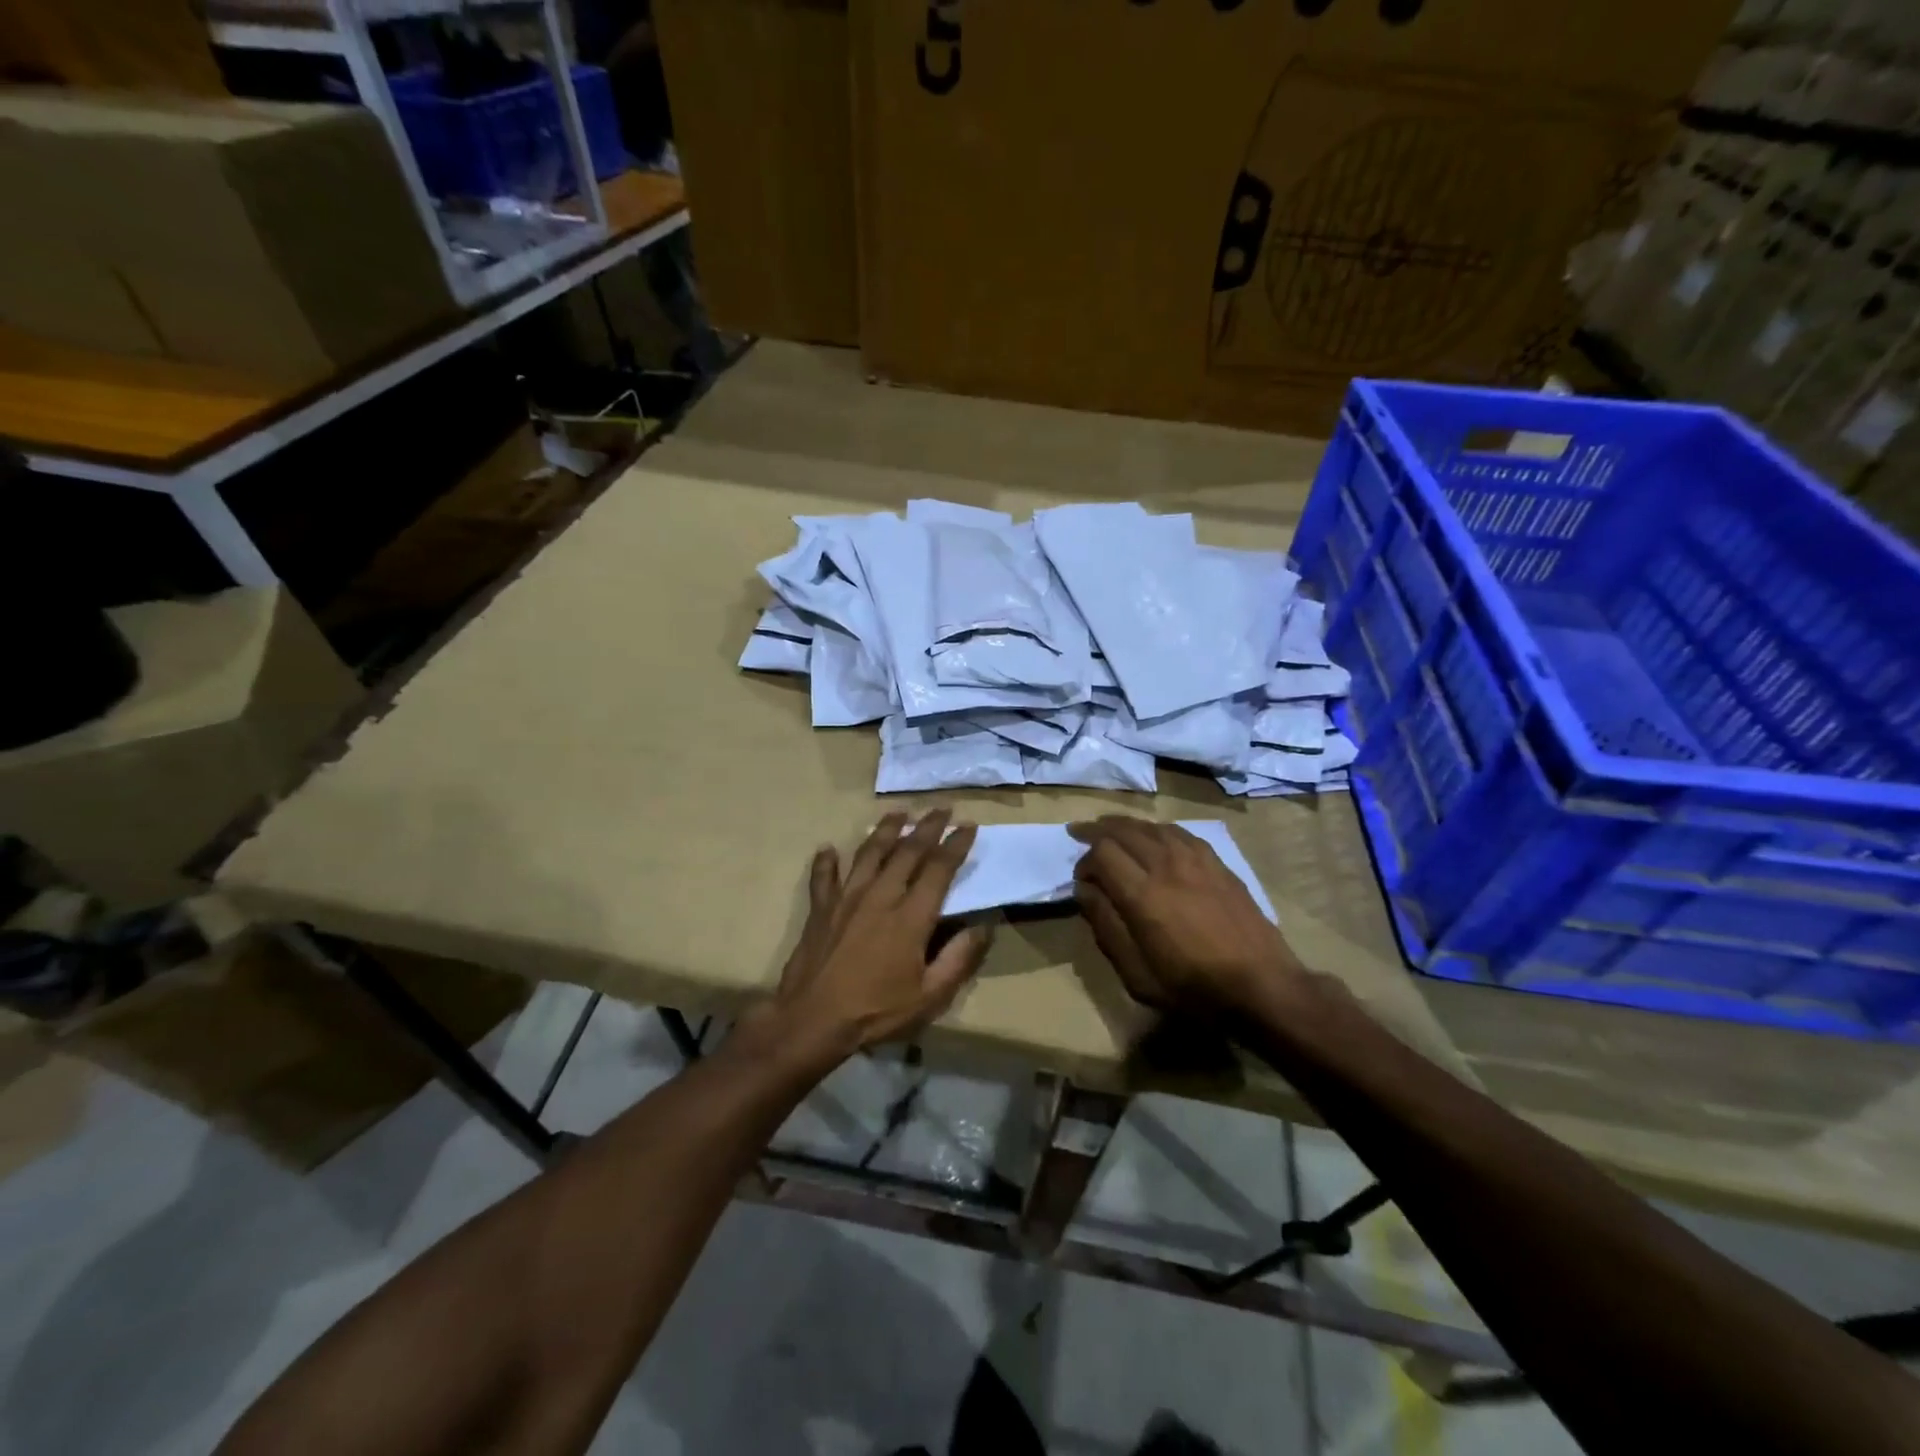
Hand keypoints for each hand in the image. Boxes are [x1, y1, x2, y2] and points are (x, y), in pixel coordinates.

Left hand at [760, 809, 992, 1064]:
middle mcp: (880, 896)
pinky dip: (826, 861)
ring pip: (869, 852)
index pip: (939, 869)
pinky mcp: (821, 908)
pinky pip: (823, 876)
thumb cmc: (875, 1011)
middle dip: (928, 826)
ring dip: (886, 830)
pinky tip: (828, 848)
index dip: (956, 845)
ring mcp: (846, 898)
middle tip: (942, 808)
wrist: (812, 1020)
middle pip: (907, 851)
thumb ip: (958, 958)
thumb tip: (983, 926)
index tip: (968, 826)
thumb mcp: (930, 996)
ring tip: (898, 813)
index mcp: (911, 916)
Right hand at [1071, 817, 1305, 1019]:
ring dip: (1126, 825)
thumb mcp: (1137, 973)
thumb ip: (1106, 926)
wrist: (1261, 986)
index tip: (1081, 880)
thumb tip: (1084, 890)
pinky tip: (1154, 836)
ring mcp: (1195, 861)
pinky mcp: (1217, 864)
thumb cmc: (1192, 988)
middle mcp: (1166, 866)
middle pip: (1124, 830)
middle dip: (1097, 830)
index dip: (1084, 860)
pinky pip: (1181, 833)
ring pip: (1152, 827)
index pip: (1102, 852)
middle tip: (1080, 833)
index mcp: (1142, 894)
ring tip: (1111, 828)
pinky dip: (1158, 829)